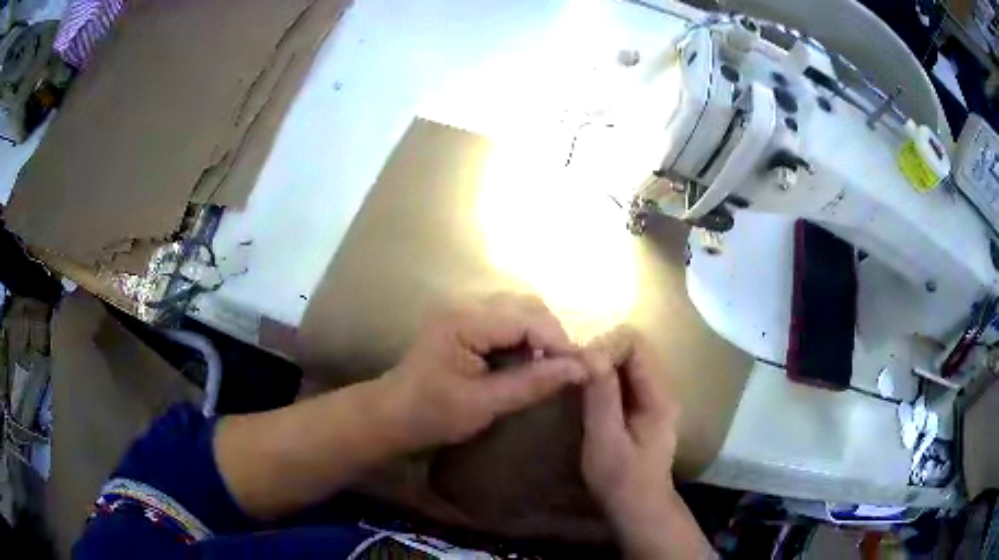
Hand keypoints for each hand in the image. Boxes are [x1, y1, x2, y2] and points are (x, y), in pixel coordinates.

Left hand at [382, 293, 587, 448]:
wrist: (392, 414)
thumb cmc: (432, 413)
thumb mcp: (485, 404)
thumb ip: (532, 384)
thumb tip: (580, 369)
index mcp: (465, 321)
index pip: (527, 319)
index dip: (559, 342)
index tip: (581, 368)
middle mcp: (466, 304)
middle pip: (526, 305)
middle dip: (551, 334)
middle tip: (564, 368)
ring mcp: (464, 310)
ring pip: (519, 308)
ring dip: (539, 333)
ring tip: (546, 366)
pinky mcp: (466, 320)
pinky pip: (507, 318)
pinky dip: (524, 336)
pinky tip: (524, 361)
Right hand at [581, 326, 711, 558]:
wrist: (639, 508)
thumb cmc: (620, 479)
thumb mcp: (605, 440)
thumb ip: (601, 397)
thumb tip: (591, 351)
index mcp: (658, 395)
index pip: (635, 345)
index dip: (605, 347)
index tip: (577, 364)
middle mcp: (661, 390)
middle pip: (632, 352)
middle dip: (601, 355)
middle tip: (571, 372)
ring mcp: (654, 400)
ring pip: (627, 365)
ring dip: (601, 367)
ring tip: (574, 381)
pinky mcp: (643, 410)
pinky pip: (624, 382)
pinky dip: (604, 381)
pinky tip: (586, 395)